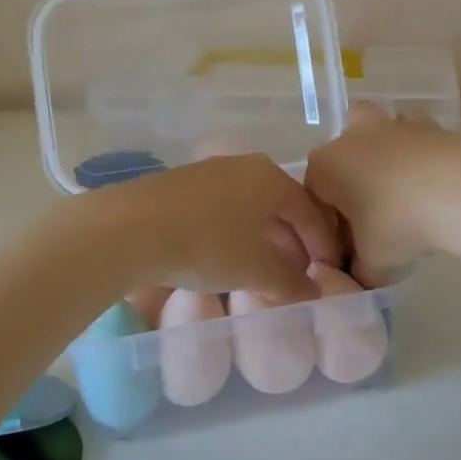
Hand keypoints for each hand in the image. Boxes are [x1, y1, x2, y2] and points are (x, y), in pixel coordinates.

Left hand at [92, 154, 342, 302]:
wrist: (130, 228)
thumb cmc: (207, 244)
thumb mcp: (256, 270)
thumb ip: (290, 282)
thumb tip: (312, 293)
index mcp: (270, 178)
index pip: (309, 211)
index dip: (323, 243)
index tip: (329, 270)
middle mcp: (244, 166)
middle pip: (279, 205)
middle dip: (292, 240)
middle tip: (298, 272)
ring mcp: (209, 172)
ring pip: (249, 207)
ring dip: (262, 238)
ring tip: (262, 269)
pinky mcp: (180, 184)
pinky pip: (222, 208)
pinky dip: (234, 232)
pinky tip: (225, 256)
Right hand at [304, 105, 460, 284]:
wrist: (458, 190)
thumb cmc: (398, 223)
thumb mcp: (373, 263)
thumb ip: (359, 271)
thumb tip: (357, 275)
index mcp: (325, 166)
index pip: (314, 195)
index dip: (329, 224)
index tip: (349, 248)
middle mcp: (352, 137)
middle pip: (342, 155)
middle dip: (351, 178)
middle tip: (372, 213)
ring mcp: (391, 124)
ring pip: (379, 133)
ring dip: (384, 154)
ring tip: (403, 191)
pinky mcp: (429, 124)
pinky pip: (416, 135)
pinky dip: (420, 151)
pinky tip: (433, 178)